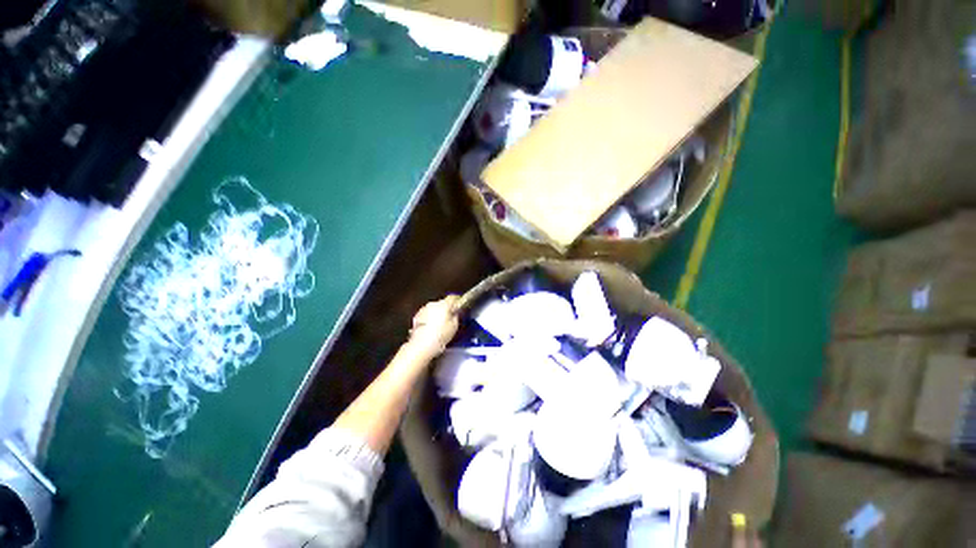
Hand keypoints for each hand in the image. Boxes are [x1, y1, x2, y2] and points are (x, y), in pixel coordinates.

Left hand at [408, 295, 460, 357]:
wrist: (421, 345)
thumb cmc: (439, 336)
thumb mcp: (454, 326)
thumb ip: (456, 316)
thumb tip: (456, 313)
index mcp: (444, 304)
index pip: (453, 297)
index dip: (457, 301)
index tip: (459, 305)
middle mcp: (433, 304)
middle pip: (443, 303)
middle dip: (446, 309)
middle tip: (450, 319)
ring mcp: (424, 310)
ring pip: (434, 309)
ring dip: (437, 314)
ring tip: (440, 326)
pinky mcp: (417, 317)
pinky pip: (426, 315)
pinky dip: (429, 319)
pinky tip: (431, 329)